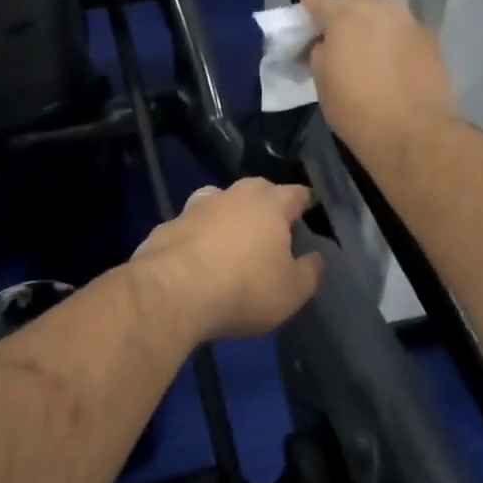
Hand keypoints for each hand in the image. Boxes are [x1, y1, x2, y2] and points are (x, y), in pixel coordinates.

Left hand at [130, 179, 323, 344]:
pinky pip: (191, 226)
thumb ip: (309, 271)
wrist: (172, 292)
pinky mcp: (167, 225)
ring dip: (228, 215)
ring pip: (220, 201)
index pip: (296, 193)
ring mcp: (196, 206)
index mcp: (270, 203)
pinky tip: (197, 257)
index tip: (310, 209)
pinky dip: (198, 236)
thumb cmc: (244, 288)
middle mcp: (234, 194)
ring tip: (233, 238)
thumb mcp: (292, 291)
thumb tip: (314, 257)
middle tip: (273, 227)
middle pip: (257, 191)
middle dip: (266, 204)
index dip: (305, 201)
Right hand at [294, 0, 458, 165]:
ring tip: (368, 39)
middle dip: (346, 2)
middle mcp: (379, 9)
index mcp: (344, 16)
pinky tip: (392, 59)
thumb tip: (328, 42)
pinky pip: (404, 30)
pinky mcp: (431, 41)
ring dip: (373, 18)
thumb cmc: (356, 108)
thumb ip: (321, 52)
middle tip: (339, 21)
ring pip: (385, 10)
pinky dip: (394, 38)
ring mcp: (409, 22)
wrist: (413, 133)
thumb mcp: (323, 80)